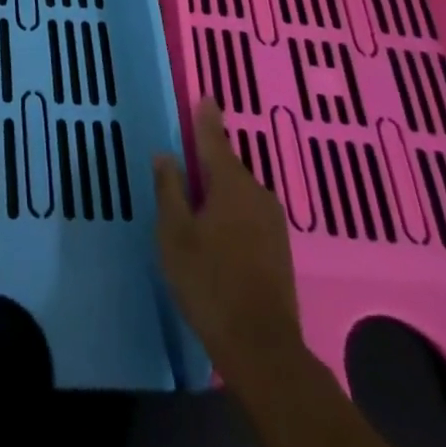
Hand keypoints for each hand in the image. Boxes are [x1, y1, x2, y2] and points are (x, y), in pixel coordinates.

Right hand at [153, 97, 301, 370]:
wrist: (262, 349)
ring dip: (219, 190)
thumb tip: (166, 155)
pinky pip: (249, 214)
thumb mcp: (175, 234)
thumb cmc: (210, 282)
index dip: (206, 118)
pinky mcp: (279, 250)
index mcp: (231, 184)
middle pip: (228, 167)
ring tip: (196, 197)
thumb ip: (169, 189)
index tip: (206, 97)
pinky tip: (217, 228)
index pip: (214, 140)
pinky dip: (231, 211)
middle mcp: (257, 194)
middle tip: (186, 158)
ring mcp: (273, 224)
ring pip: (239, 193)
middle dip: (208, 161)